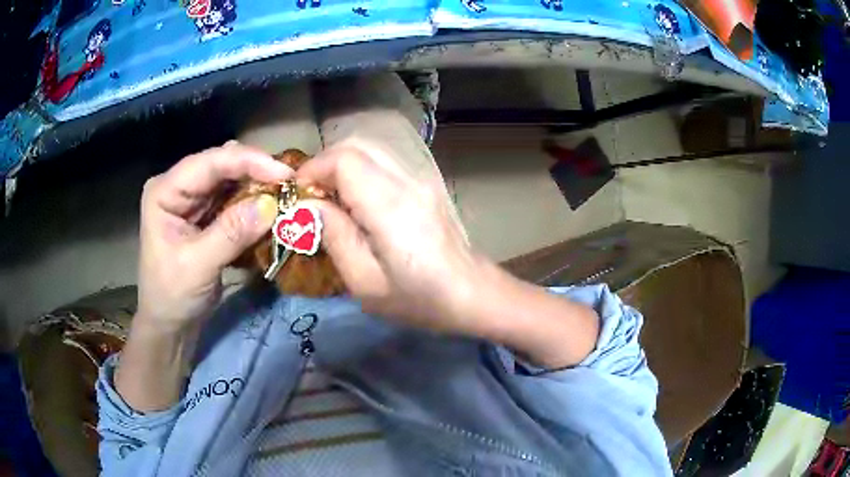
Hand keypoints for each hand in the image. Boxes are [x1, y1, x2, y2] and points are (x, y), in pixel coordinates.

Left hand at [136, 141, 291, 330]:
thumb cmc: (172, 296)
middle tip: (291, 185)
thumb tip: (271, 205)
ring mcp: (193, 199)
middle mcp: (179, 186)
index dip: (248, 162)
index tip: (285, 174)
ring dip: (259, 185)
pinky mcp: (206, 213)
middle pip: (222, 164)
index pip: (209, 163)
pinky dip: (254, 202)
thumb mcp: (198, 266)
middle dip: (256, 171)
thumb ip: (231, 233)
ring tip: (286, 194)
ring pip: (231, 178)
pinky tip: (271, 207)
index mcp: (164, 191)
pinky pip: (235, 198)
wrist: (170, 325)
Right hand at [296, 140, 482, 334]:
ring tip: (330, 200)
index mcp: (390, 206)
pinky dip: (360, 171)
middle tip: (310, 198)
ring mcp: (421, 178)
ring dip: (342, 166)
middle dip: (324, 165)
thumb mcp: (365, 282)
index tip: (297, 197)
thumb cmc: (419, 299)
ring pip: (371, 149)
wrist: (473, 294)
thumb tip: (307, 205)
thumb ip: (334, 237)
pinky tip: (357, 202)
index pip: (344, 160)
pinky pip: (384, 162)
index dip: (313, 170)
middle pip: (356, 145)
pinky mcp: (426, 184)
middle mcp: (408, 181)